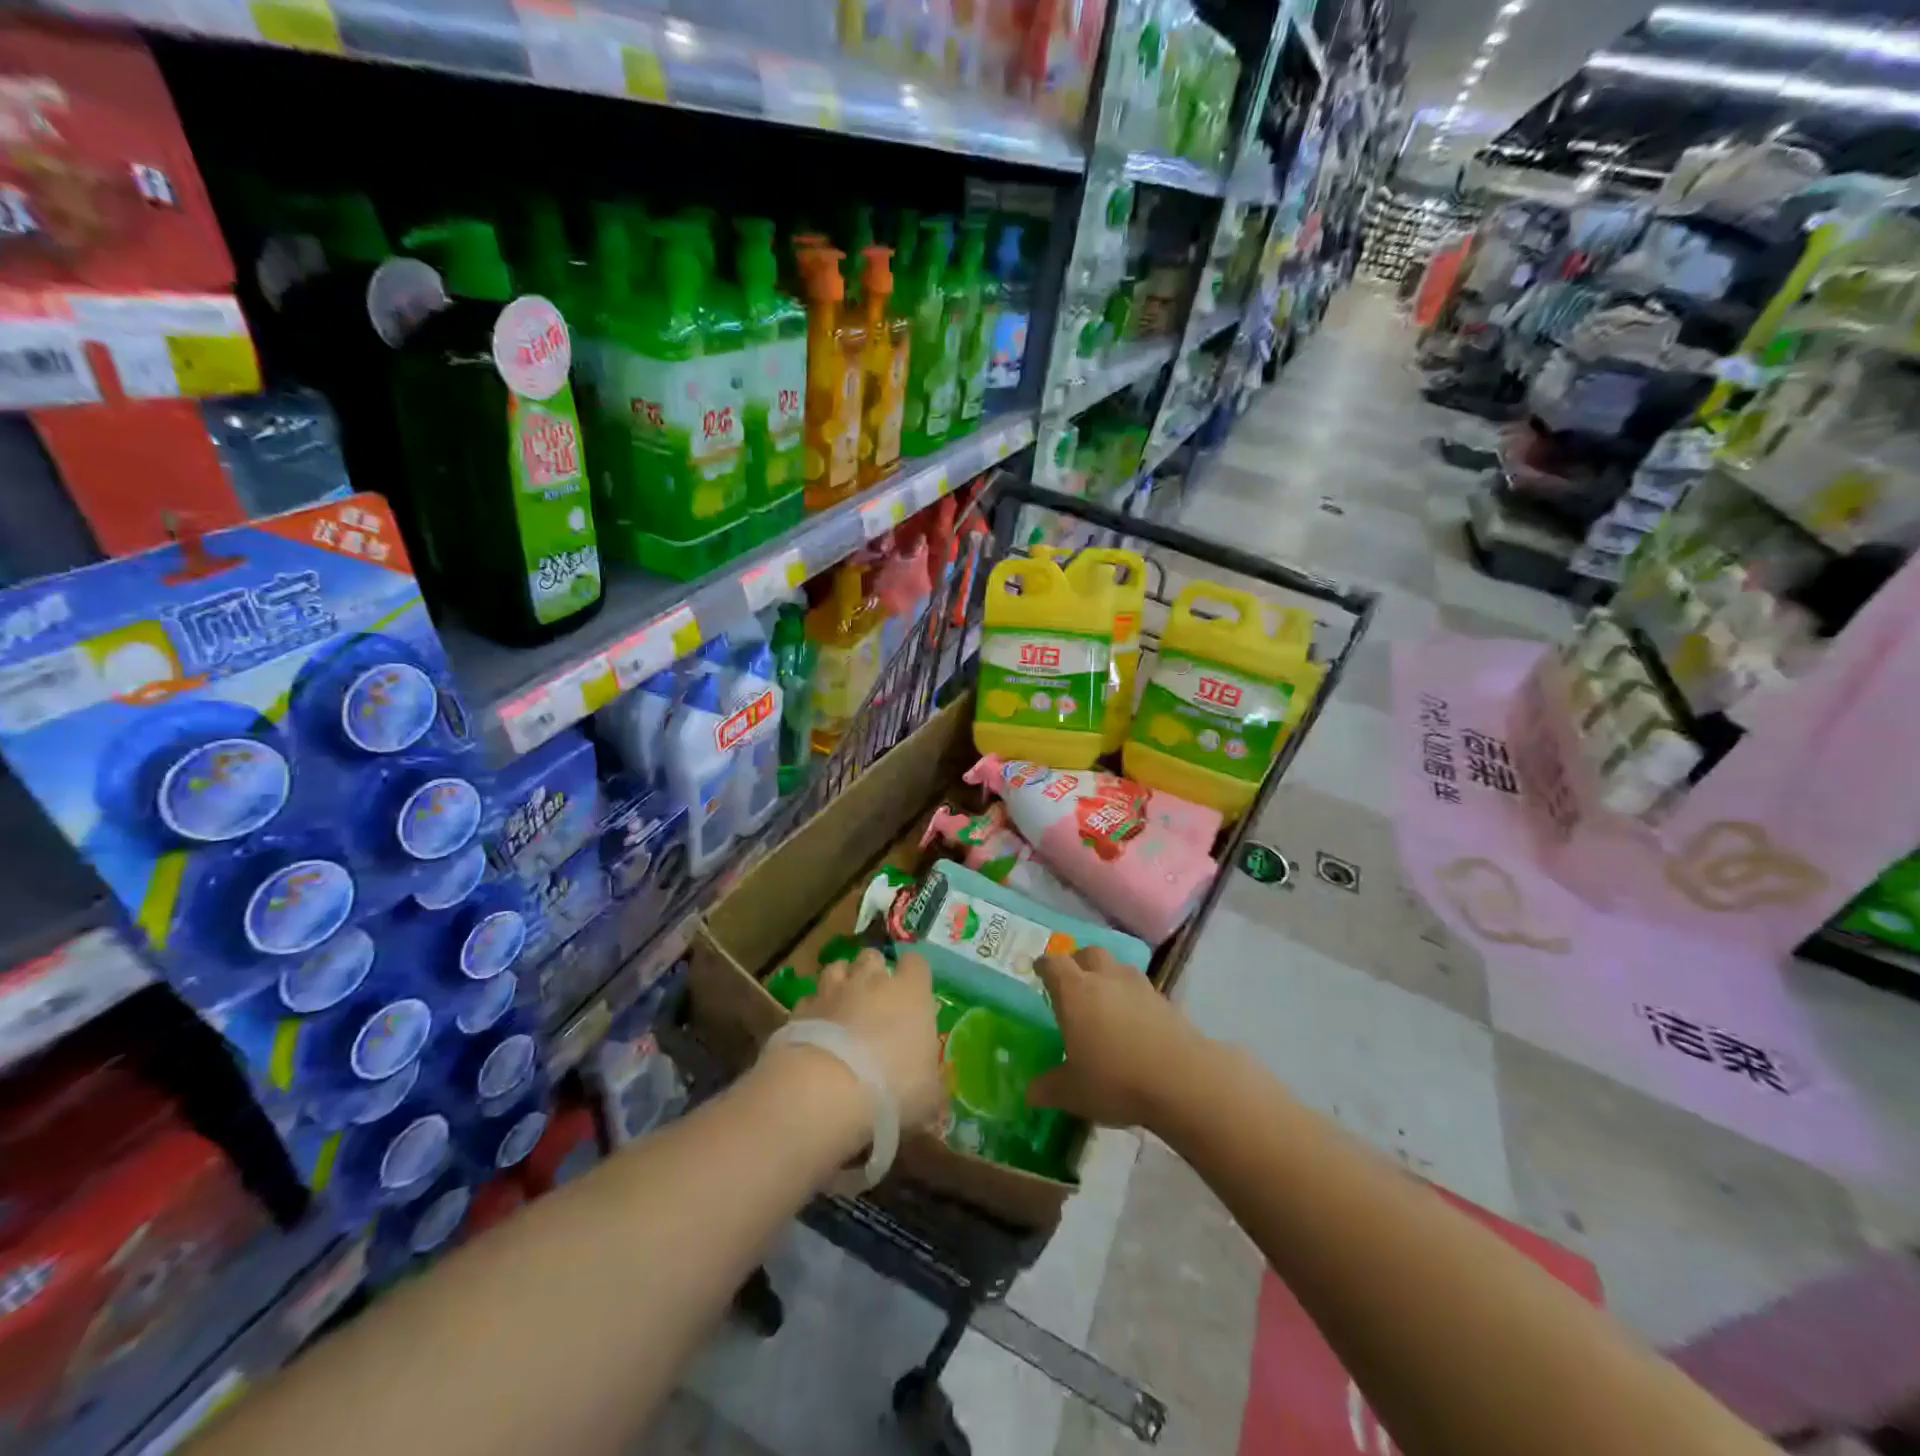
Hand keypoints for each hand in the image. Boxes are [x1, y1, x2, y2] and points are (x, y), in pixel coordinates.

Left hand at [791, 950, 943, 1129]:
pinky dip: (814, 1009)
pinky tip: (815, 1029)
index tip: (914, 991)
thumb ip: (933, 1085)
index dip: (914, 974)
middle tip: (876, 998)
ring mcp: (833, 990)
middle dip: (873, 971)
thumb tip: (936, 1094)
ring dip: (841, 981)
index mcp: (910, 991)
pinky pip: (810, 998)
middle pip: (872, 957)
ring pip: (837, 967)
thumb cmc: (893, 1086)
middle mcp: (872, 980)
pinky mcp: (801, 1008)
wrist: (827, 1090)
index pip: (916, 962)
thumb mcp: (929, 1096)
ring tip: (843, 1005)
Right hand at [1027, 948, 1208, 1130]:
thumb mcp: (1072, 1092)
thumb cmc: (1115, 1080)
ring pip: (1118, 966)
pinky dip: (1132, 998)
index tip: (1039, 972)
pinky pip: (1141, 989)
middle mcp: (1105, 978)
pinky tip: (1134, 1023)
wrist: (1183, 1081)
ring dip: (1108, 976)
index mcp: (1075, 991)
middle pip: (1088, 953)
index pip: (1053, 963)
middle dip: (1078, 962)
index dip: (1044, 966)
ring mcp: (1139, 986)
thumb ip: (1048, 1088)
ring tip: (1105, 1001)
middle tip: (1072, 982)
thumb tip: (1030, 1092)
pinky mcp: (1165, 1001)